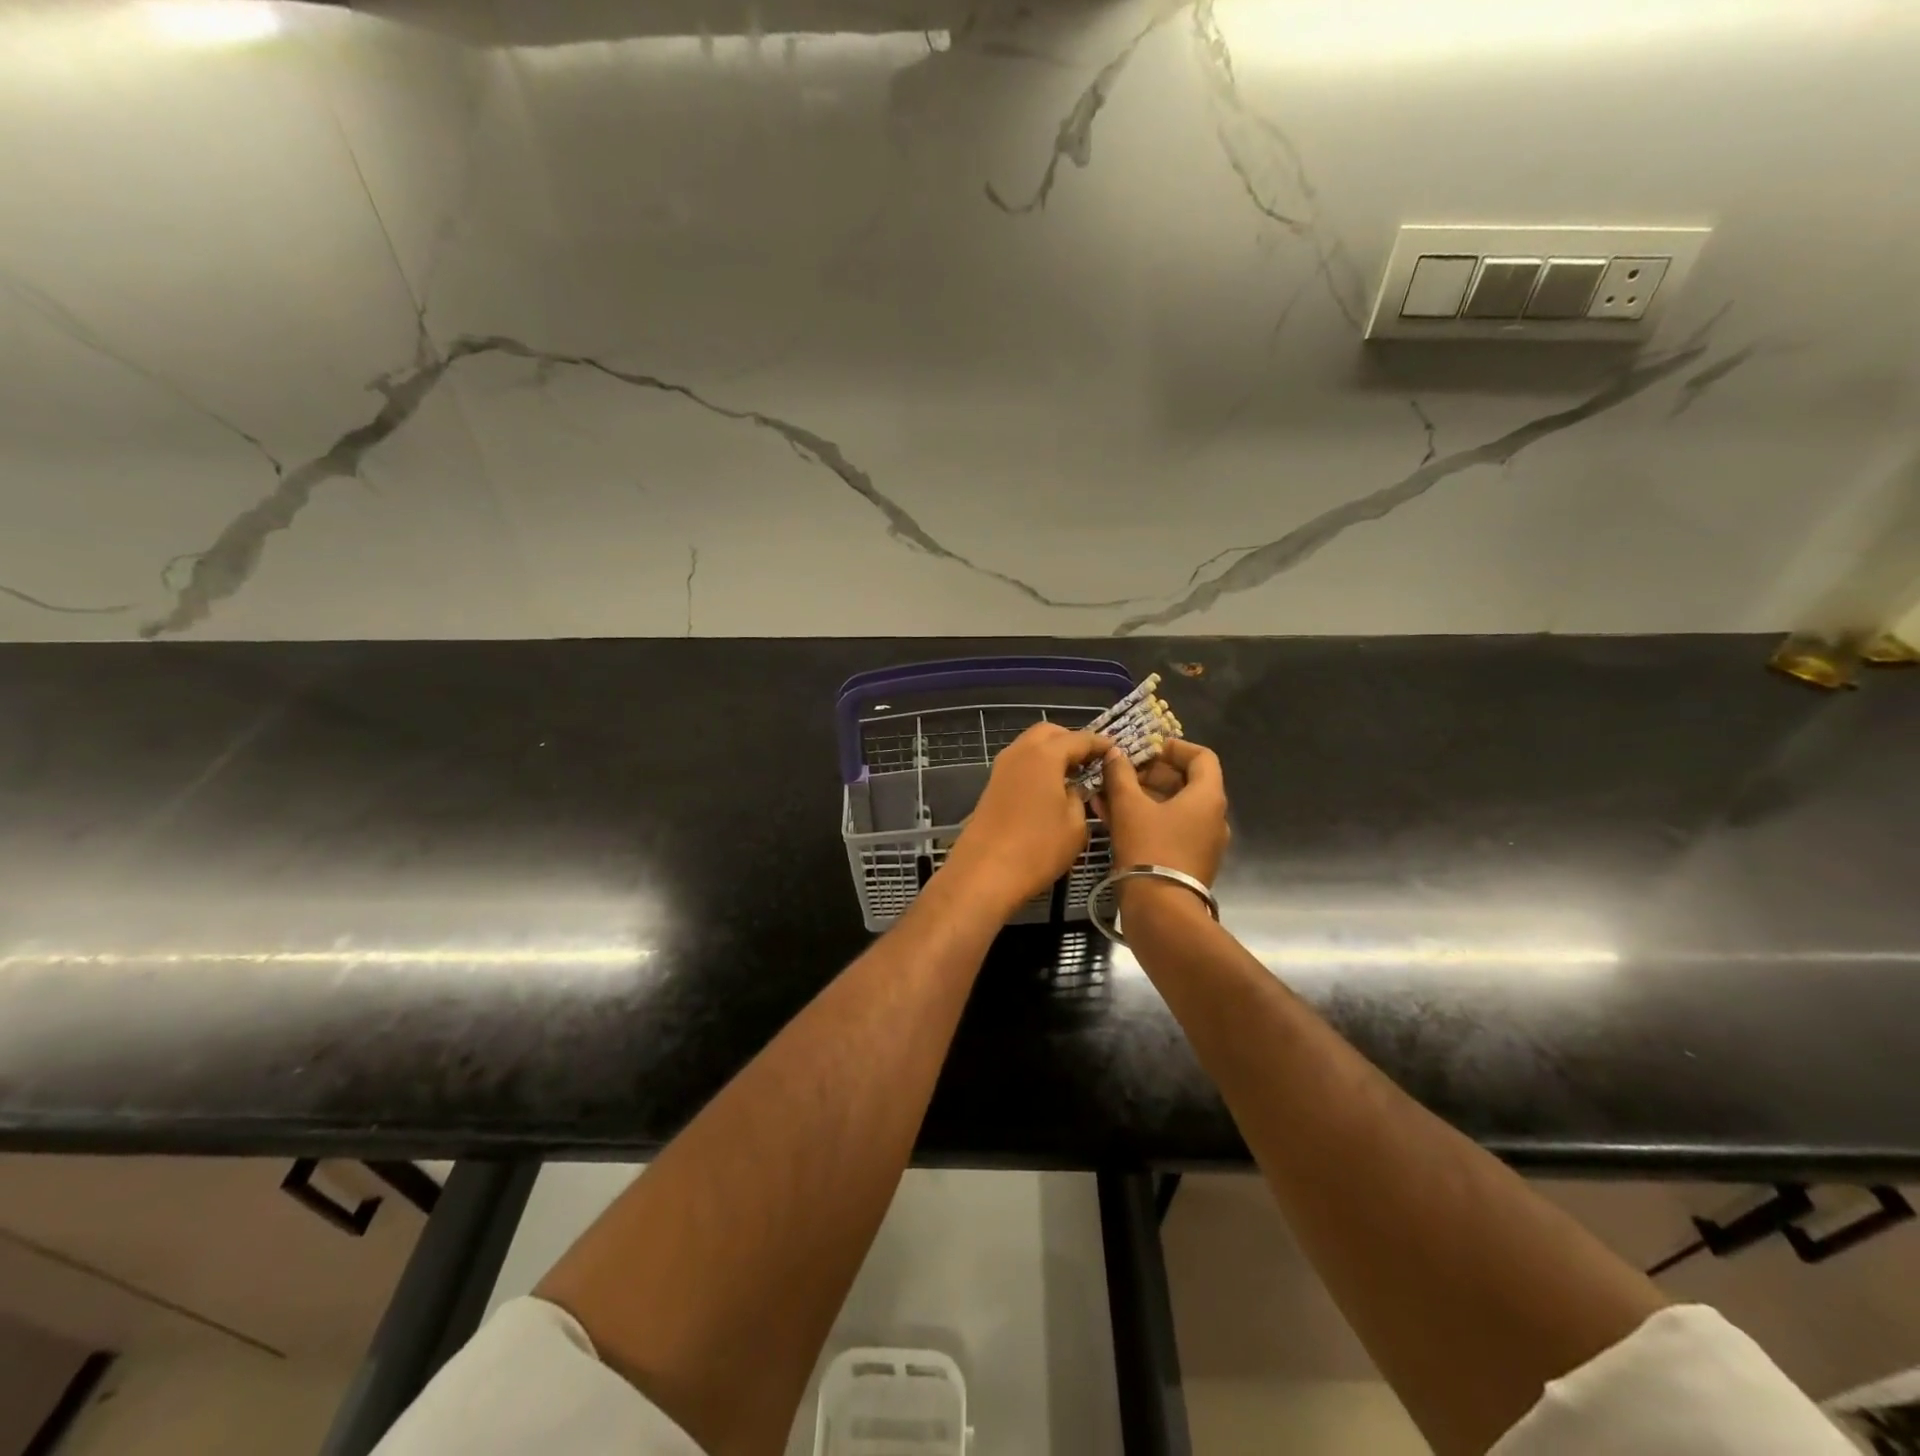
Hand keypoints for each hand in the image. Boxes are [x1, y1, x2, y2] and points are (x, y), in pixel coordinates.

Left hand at [943, 723, 1108, 916]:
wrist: (985, 872)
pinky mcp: (992, 785)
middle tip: (1091, 760)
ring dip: (1052, 753)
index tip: (1115, 750)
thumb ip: (1079, 797)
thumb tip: (1073, 788)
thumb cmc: (1038, 848)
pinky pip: (1021, 764)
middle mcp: (1020, 752)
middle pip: (1048, 733)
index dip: (1099, 743)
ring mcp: (1002, 768)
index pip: (1078, 739)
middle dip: (1071, 740)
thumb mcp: (1075, 825)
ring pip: (1030, 746)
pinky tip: (1051, 789)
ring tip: (1073, 775)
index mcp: (1044, 754)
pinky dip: (1038, 766)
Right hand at [1093, 739, 1229, 887]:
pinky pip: (1168, 829)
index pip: (1201, 756)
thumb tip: (1115, 753)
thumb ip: (1120, 774)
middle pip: (1185, 782)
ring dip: (1141, 797)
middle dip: (1149, 774)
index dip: (1173, 747)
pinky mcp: (1188, 861)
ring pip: (1172, 807)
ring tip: (1107, 794)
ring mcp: (1202, 842)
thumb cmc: (1149, 849)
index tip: (1145, 749)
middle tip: (1119, 773)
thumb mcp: (1128, 806)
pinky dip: (1145, 818)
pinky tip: (1111, 817)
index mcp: (1208, 797)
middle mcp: (1213, 817)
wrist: (1161, 911)